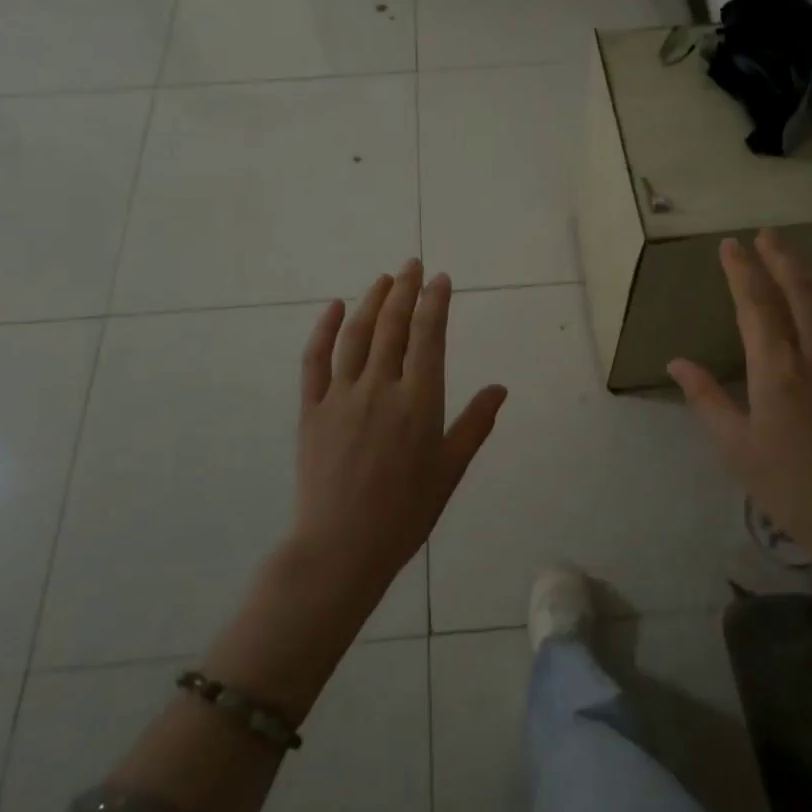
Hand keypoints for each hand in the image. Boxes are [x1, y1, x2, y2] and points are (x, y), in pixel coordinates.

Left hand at [291, 260, 506, 605]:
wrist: (342, 547)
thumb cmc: (406, 513)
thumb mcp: (450, 470)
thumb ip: (475, 424)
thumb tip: (500, 387)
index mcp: (420, 402)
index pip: (429, 337)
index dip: (435, 303)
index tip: (440, 279)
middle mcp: (381, 388)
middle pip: (394, 326)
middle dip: (405, 290)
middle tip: (412, 264)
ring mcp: (342, 396)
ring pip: (358, 335)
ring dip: (372, 301)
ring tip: (383, 278)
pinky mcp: (311, 410)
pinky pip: (315, 360)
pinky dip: (325, 330)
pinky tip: (335, 307)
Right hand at [668, 229, 811, 602]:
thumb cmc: (792, 489)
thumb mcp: (737, 449)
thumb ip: (707, 400)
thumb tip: (677, 362)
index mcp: (778, 372)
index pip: (756, 306)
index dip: (742, 271)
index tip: (730, 245)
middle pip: (799, 292)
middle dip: (780, 259)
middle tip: (766, 233)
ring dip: (809, 275)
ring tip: (792, 257)